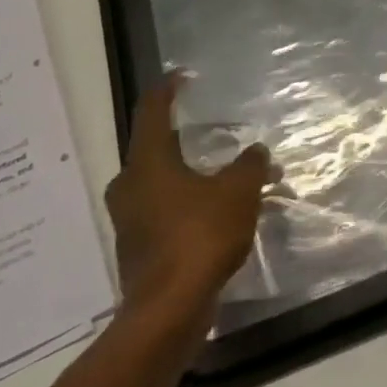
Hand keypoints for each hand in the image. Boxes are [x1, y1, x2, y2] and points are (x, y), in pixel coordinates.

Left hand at [104, 74, 268, 333]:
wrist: (168, 310)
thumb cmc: (200, 236)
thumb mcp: (238, 191)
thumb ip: (250, 165)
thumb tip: (256, 152)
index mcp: (147, 163)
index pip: (152, 112)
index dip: (167, 90)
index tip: (181, 76)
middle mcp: (130, 186)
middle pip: (154, 150)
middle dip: (184, 139)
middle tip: (212, 133)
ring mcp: (130, 221)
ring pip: (161, 183)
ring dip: (192, 176)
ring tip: (227, 176)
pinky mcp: (139, 249)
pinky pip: (165, 212)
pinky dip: (189, 204)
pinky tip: (218, 213)